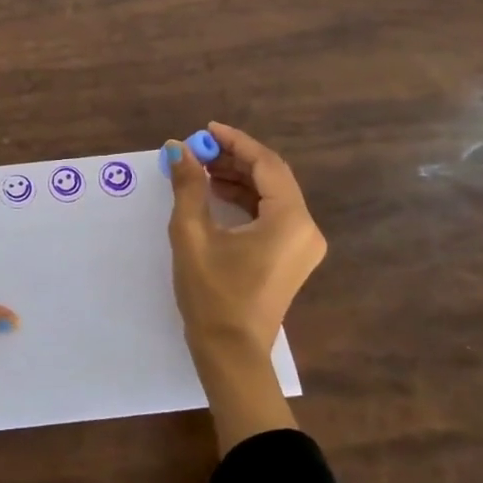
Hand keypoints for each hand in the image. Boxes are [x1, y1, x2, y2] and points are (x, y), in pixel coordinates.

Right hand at [166, 121, 326, 453]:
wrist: (230, 353)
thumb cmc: (212, 294)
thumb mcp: (192, 235)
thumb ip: (188, 186)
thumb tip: (177, 148)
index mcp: (290, 220)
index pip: (266, 164)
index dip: (235, 142)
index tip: (206, 130)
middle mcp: (305, 228)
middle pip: (272, 177)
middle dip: (235, 159)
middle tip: (199, 150)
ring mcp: (302, 245)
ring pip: (272, 195)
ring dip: (239, 179)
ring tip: (201, 169)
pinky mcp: (292, 258)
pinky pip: (272, 215)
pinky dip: (246, 200)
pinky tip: (216, 194)